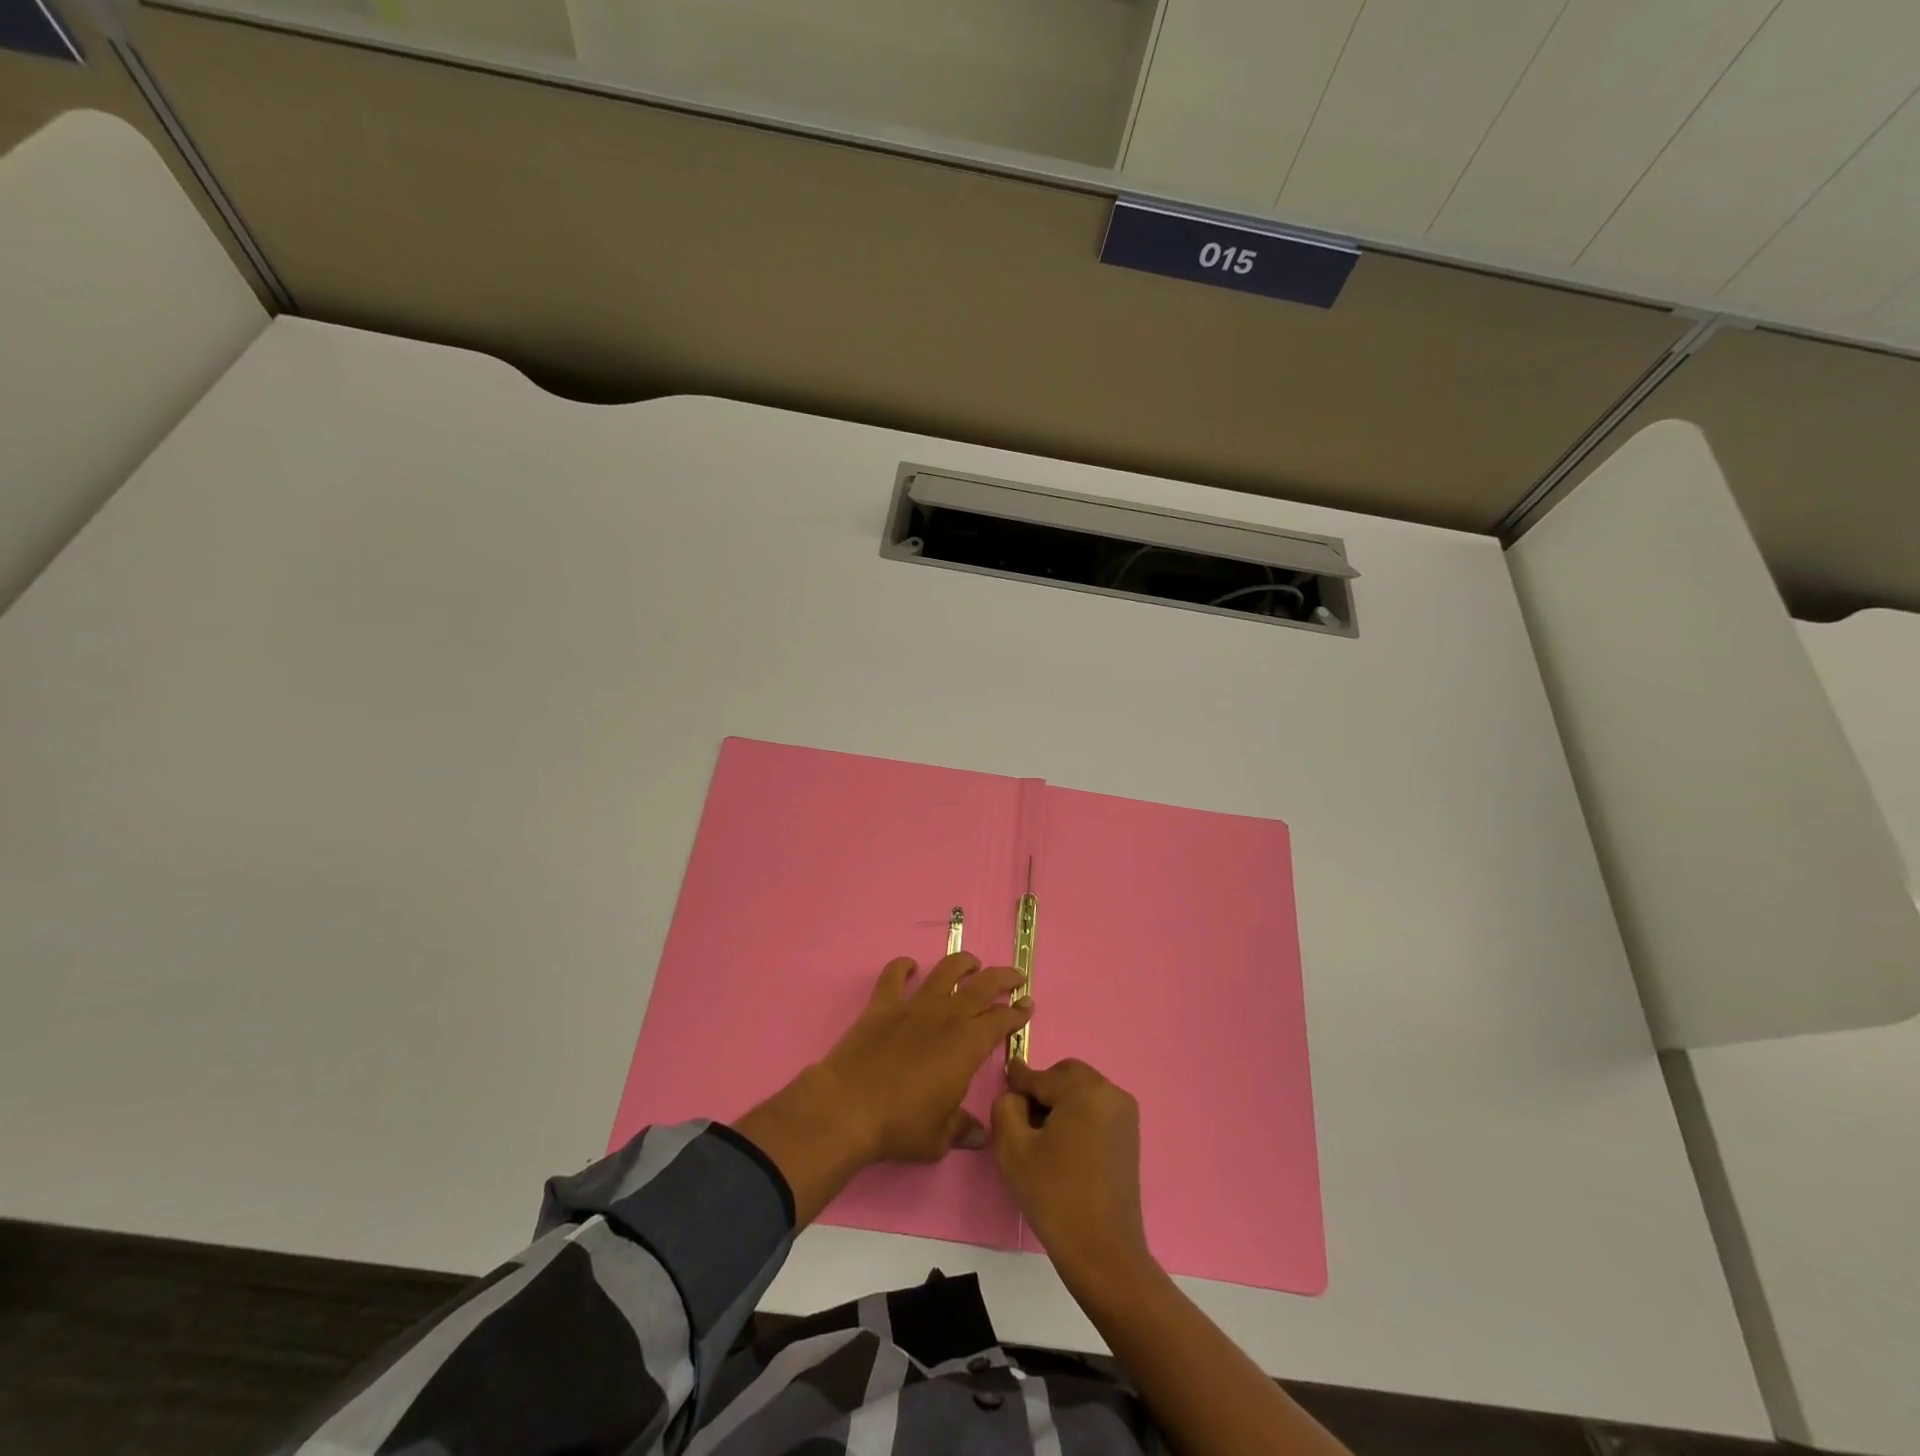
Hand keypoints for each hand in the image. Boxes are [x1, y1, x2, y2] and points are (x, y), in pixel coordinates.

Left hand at [822, 952, 1031, 1161]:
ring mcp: (913, 1006)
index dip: (1018, 1012)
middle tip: (1016, 977)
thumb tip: (979, 1135)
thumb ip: (961, 1129)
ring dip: (963, 963)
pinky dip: (903, 966)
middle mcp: (946, 1016)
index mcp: (968, 1045)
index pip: (1002, 1020)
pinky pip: (894, 975)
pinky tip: (909, 966)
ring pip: (945, 971)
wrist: (848, 1108)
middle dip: (1004, 978)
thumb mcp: (939, 1138)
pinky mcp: (882, 1004)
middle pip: (983, 985)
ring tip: (972, 962)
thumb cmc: (900, 1126)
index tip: (1028, 1006)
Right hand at [991, 1058, 1150, 1291]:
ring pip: (1081, 1090)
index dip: (1018, 1082)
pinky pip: (1096, 1108)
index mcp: (1086, 1090)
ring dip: (1060, 1102)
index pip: (1040, 1076)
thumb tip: (1016, 1095)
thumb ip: (1006, 1107)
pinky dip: (1077, 1115)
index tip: (1004, 1083)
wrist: (1103, 1252)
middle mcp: (1111, 1092)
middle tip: (1024, 1122)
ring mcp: (1125, 1113)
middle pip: (1065, 1075)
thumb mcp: (1013, 1149)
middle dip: (1042, 1090)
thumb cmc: (1055, 1196)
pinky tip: (1064, 1148)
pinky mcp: (1130, 1134)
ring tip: (1044, 1139)